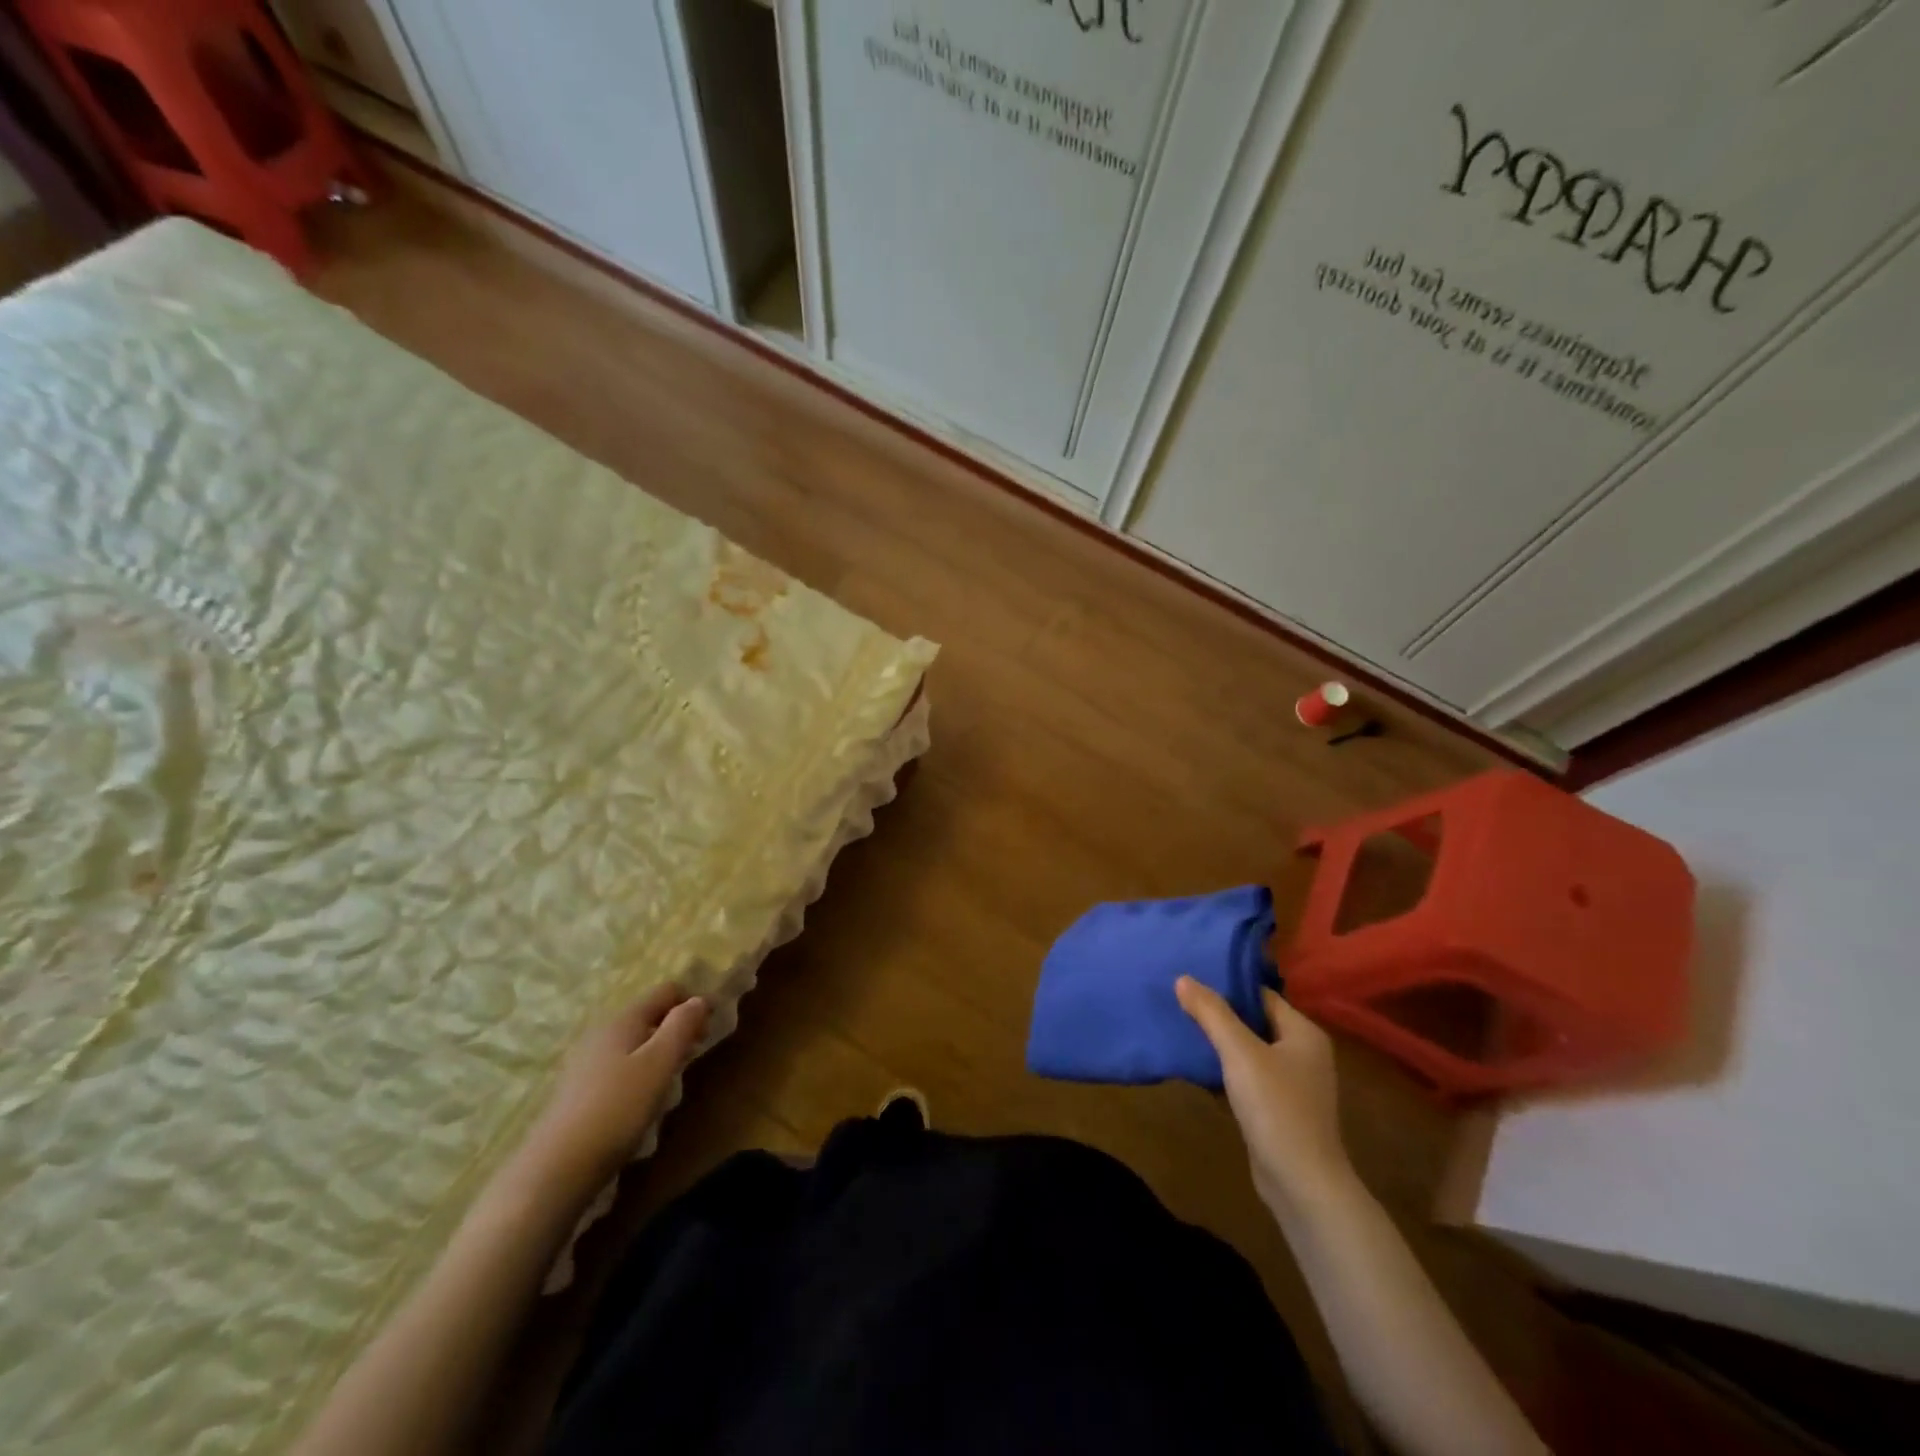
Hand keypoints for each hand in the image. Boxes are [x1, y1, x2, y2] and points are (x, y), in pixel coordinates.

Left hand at [523, 985, 710, 1193]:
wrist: (557, 1168)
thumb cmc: (617, 1108)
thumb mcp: (659, 1063)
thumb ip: (682, 1026)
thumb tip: (699, 999)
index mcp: (623, 1019)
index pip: (666, 991)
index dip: (692, 1002)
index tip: (710, 1029)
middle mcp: (603, 1032)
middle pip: (650, 1015)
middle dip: (677, 1027)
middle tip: (695, 1054)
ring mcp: (587, 1062)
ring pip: (635, 1042)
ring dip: (660, 1051)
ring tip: (672, 1079)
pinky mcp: (580, 1090)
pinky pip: (621, 1066)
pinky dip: (640, 1071)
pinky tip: (643, 1100)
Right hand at [1176, 977, 1353, 1215]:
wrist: (1301, 1185)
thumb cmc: (1275, 1108)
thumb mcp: (1239, 1053)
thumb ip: (1211, 1013)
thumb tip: (1183, 978)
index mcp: (1303, 1033)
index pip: (1261, 995)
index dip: (1227, 986)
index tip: (1191, 979)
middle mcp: (1303, 1053)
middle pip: (1254, 1021)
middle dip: (1218, 1014)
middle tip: (1179, 1000)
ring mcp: (1292, 1084)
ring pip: (1248, 1051)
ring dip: (1219, 1043)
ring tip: (1181, 1028)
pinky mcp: (1279, 1109)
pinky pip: (1247, 1077)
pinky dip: (1224, 1071)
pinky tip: (1196, 1068)